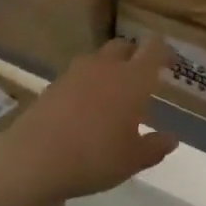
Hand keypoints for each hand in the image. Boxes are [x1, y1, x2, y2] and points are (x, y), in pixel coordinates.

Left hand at [4, 38, 179, 201]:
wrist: (34, 158)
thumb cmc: (94, 157)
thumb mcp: (132, 160)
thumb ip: (154, 147)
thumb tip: (171, 139)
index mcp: (133, 79)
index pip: (153, 49)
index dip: (164, 51)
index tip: (170, 63)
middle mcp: (106, 67)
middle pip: (124, 46)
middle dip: (134, 55)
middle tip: (141, 77)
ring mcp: (76, 72)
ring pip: (99, 58)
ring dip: (109, 68)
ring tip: (112, 93)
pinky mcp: (54, 84)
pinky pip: (78, 74)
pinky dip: (87, 83)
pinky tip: (85, 107)